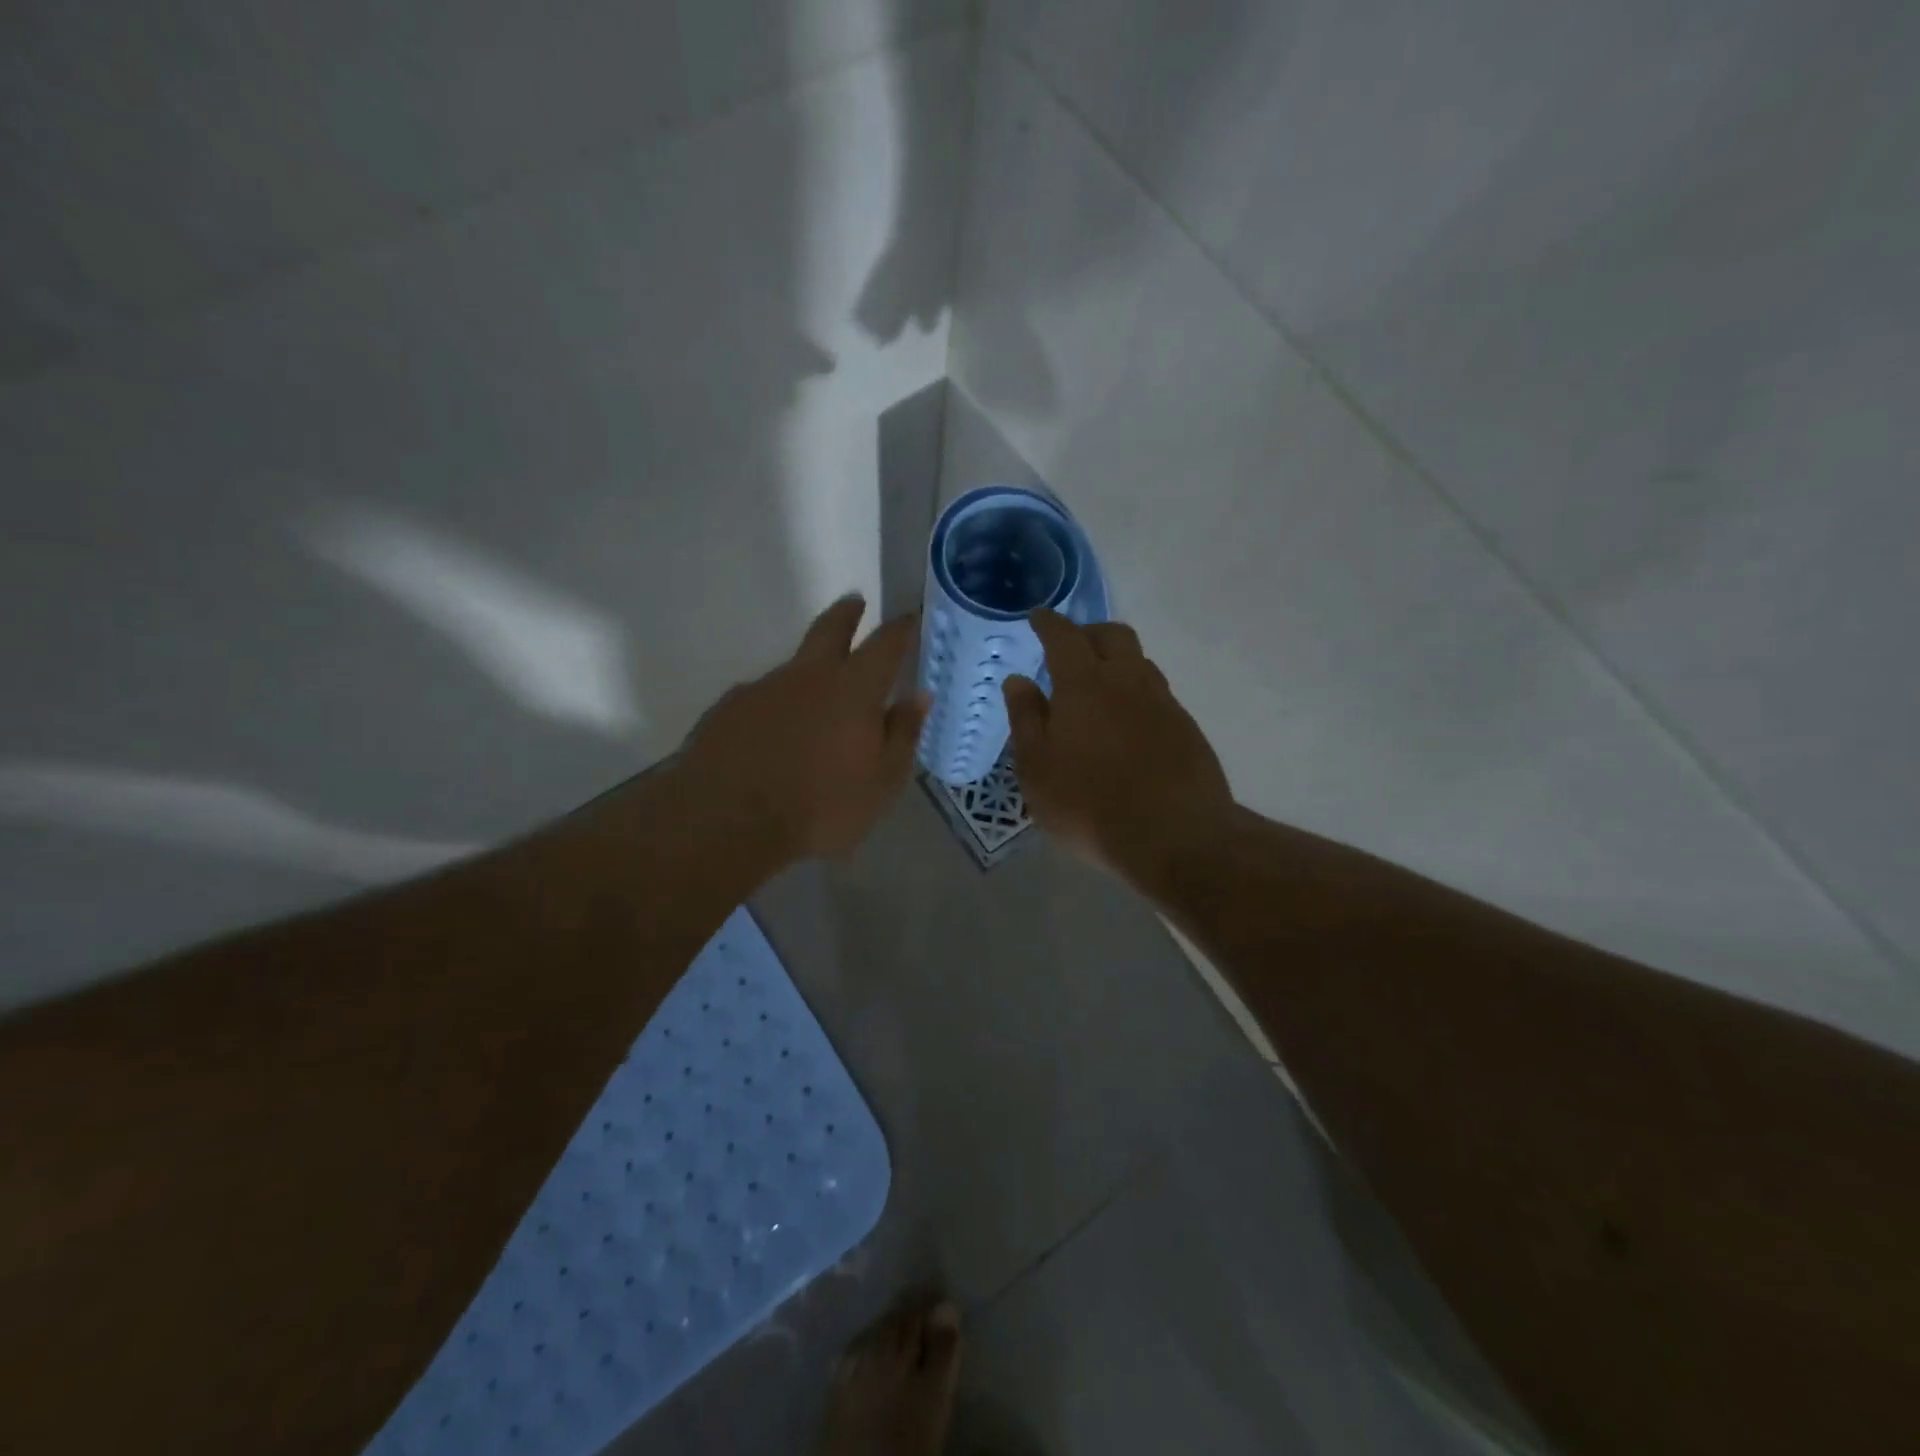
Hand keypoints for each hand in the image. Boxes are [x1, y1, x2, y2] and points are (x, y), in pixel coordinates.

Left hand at [681, 596, 928, 861]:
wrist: (729, 822)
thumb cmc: (821, 807)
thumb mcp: (881, 782)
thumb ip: (903, 734)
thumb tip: (919, 697)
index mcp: (853, 690)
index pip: (885, 646)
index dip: (900, 629)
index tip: (909, 618)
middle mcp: (807, 677)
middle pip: (829, 629)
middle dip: (846, 614)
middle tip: (855, 602)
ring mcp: (761, 689)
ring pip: (792, 670)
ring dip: (807, 675)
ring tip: (813, 705)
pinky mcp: (727, 710)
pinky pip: (760, 701)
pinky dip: (773, 709)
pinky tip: (771, 737)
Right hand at [1002, 611, 1233, 882]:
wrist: (1173, 835)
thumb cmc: (1088, 803)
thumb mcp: (1037, 768)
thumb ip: (1026, 719)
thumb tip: (1018, 681)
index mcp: (1084, 684)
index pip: (1064, 636)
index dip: (1049, 623)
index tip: (1039, 617)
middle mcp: (1128, 681)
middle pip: (1113, 635)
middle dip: (1090, 632)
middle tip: (1072, 647)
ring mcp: (1163, 703)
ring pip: (1140, 663)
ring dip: (1118, 662)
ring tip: (1101, 685)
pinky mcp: (1187, 728)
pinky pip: (1158, 694)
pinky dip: (1138, 694)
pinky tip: (1130, 723)